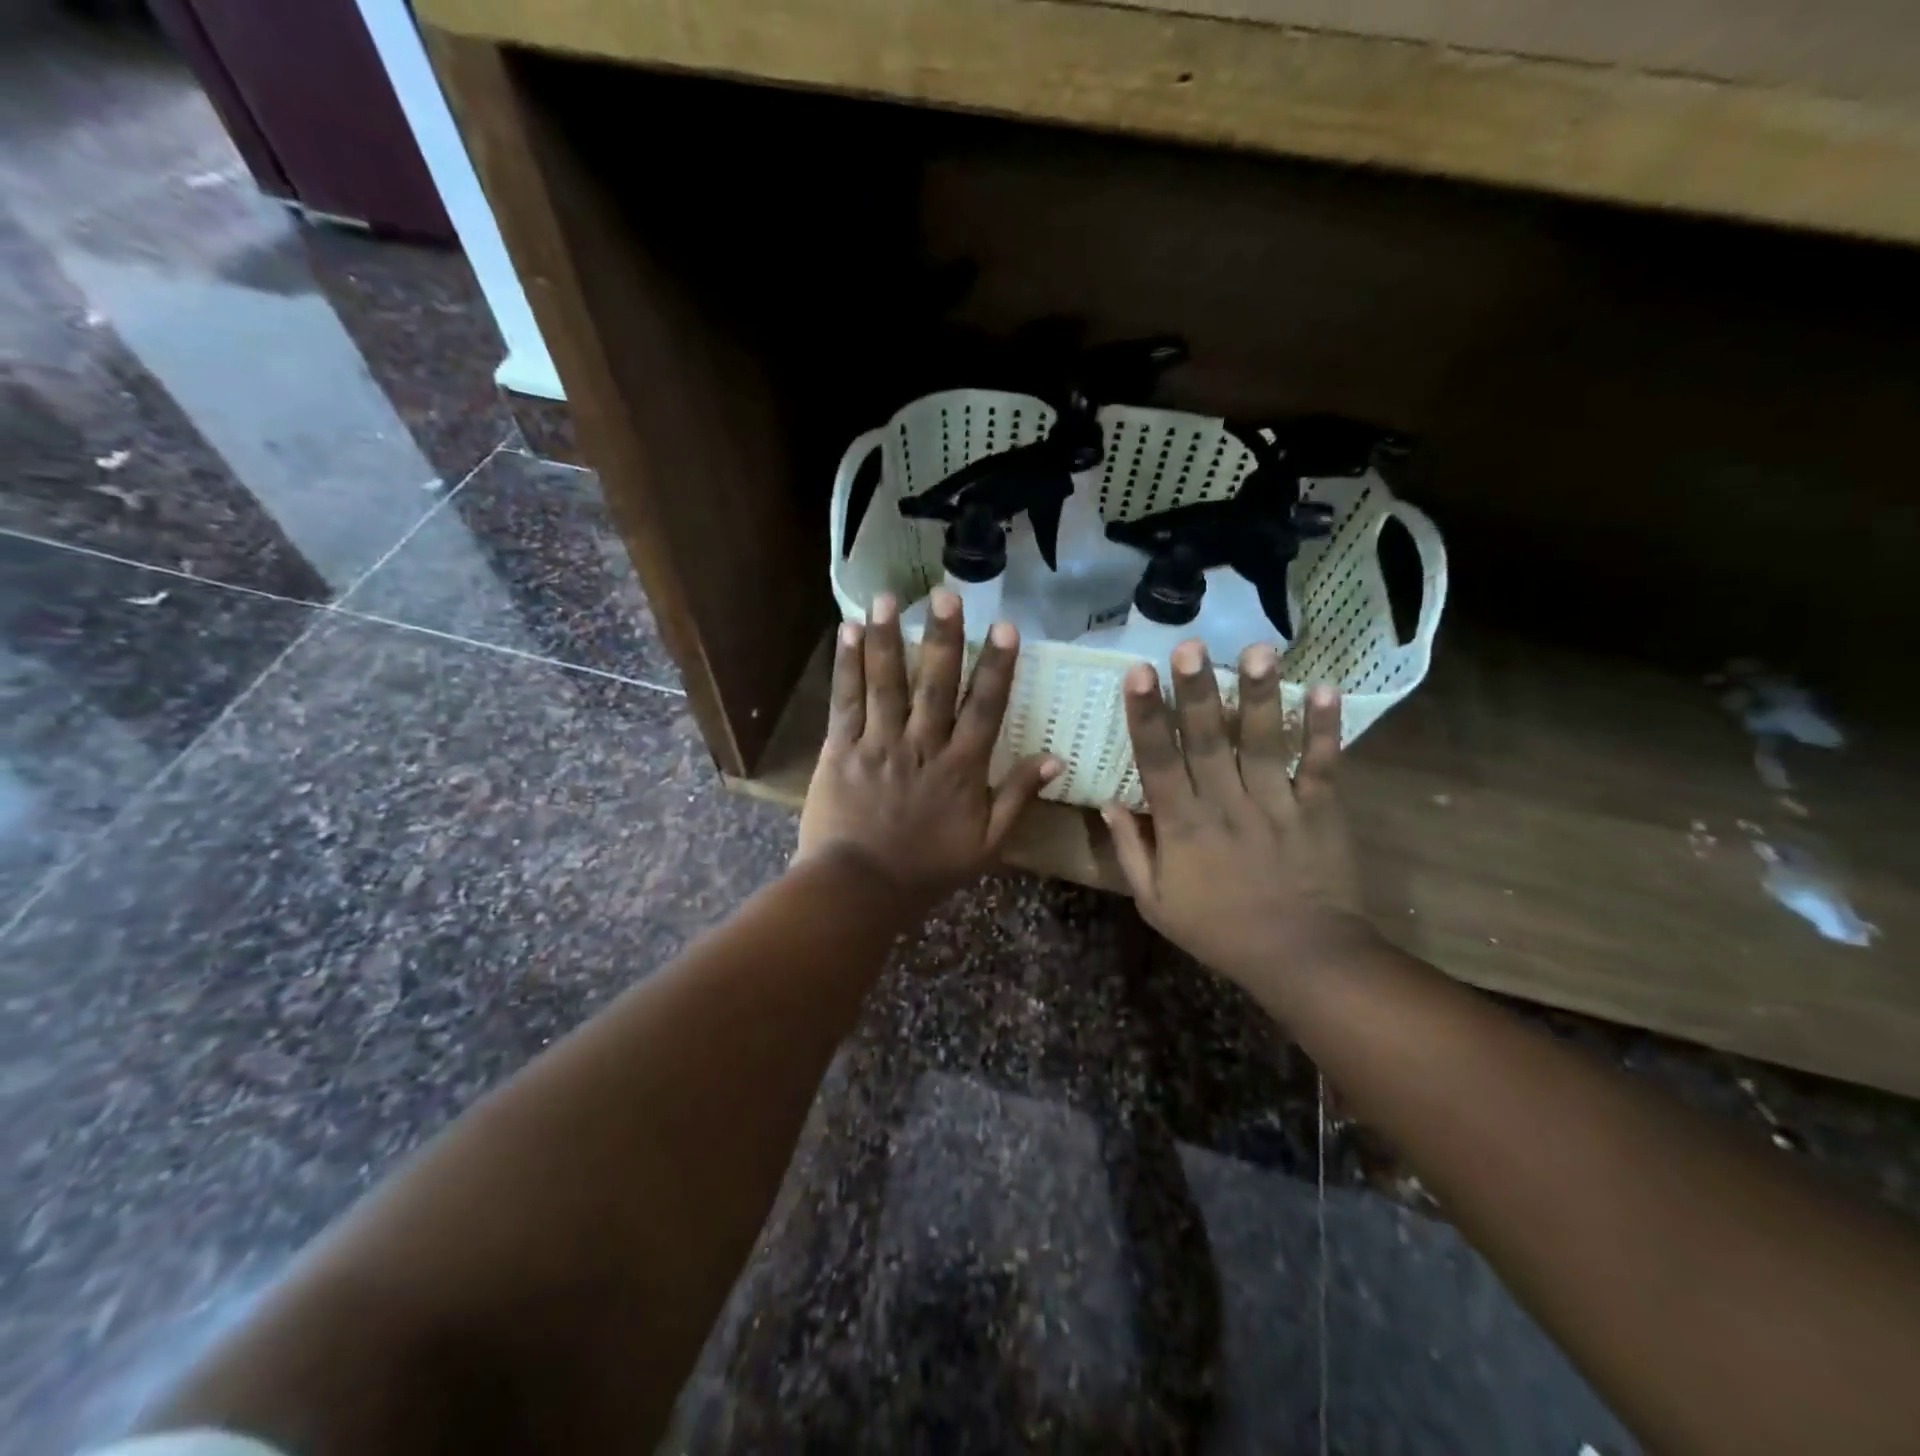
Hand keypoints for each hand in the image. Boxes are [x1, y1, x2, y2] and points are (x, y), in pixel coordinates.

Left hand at [796, 590, 1060, 900]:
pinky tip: (848, 631)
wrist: (859, 889)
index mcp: (960, 769)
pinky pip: (845, 702)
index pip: (985, 709)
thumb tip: (1054, 759)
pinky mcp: (840, 750)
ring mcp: (878, 745)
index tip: (1007, 628)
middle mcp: (921, 747)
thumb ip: (1017, 798)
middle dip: (942, 638)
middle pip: (934, 685)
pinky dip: (847, 666)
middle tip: (947, 594)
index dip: (997, 667)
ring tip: (889, 598)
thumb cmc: (927, 869)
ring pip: (886, 684)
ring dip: (888, 638)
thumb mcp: (987, 845)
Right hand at [1103, 641, 1374, 988]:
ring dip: (1258, 695)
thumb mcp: (1155, 902)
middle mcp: (1226, 805)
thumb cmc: (1218, 930)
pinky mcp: (1319, 810)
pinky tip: (1325, 687)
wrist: (1300, 957)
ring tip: (1256, 650)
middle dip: (1195, 691)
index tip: (1138, 673)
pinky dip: (1325, 729)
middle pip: (1207, 740)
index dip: (1146, 716)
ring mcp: (1276, 804)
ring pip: (1263, 742)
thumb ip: (1130, 851)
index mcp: (1182, 826)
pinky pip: (1322, 765)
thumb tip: (1109, 802)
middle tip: (1189, 645)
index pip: (1157, 762)